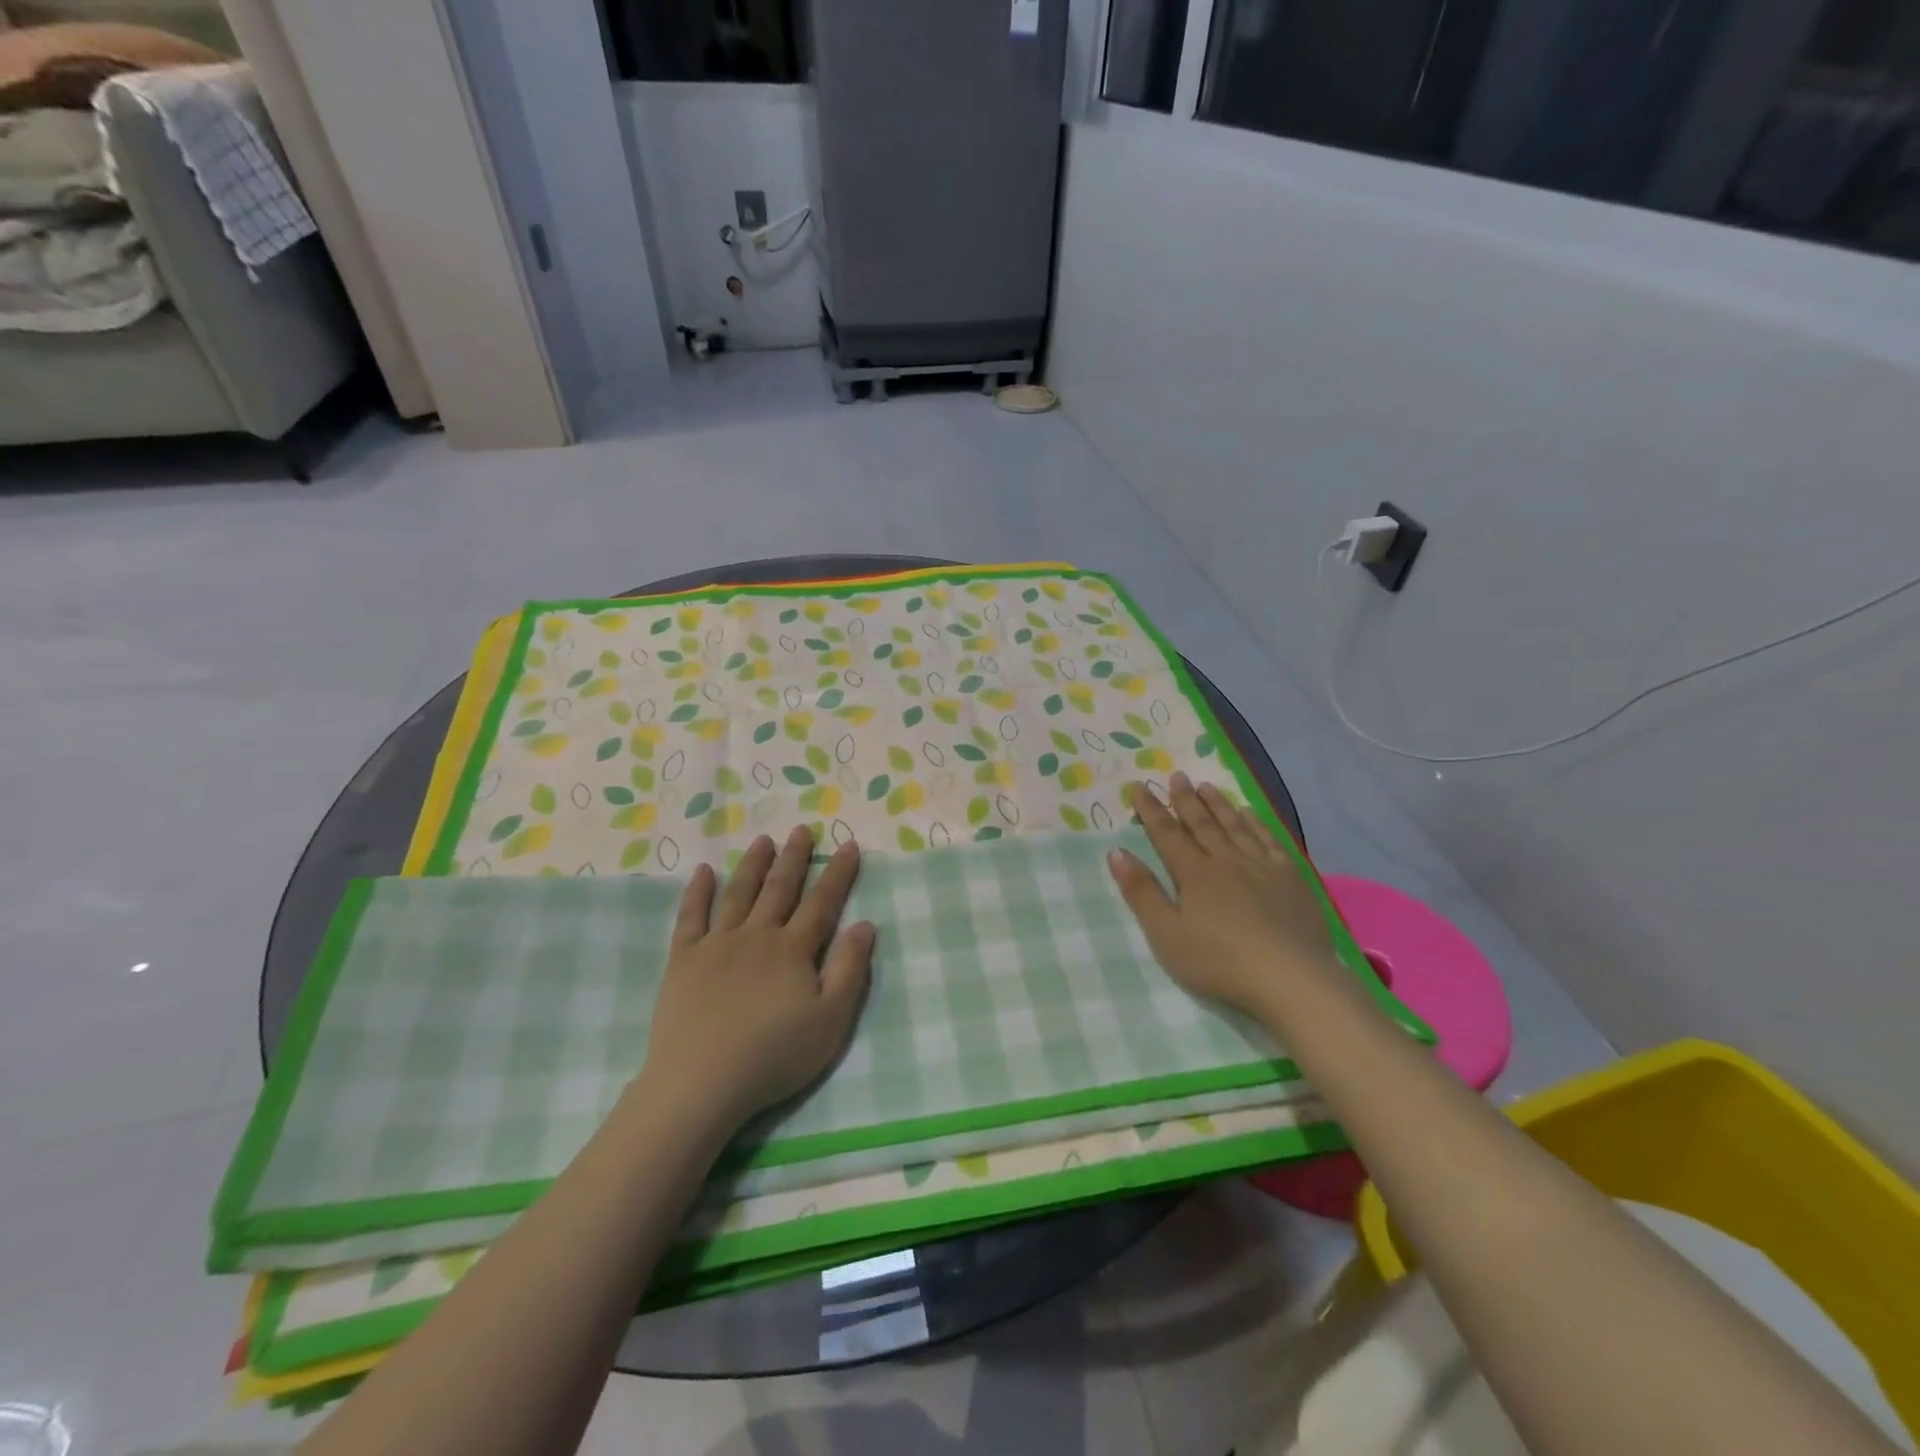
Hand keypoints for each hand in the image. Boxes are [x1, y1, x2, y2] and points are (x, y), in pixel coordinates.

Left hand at [639, 826, 874, 1132]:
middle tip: (801, 829)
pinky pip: (691, 917)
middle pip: (779, 889)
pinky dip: (697, 893)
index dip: (838, 873)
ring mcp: (717, 945)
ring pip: (739, 894)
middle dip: (794, 858)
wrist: (701, 1082)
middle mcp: (757, 936)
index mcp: (793, 950)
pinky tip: (702, 872)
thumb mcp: (830, 1020)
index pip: (822, 903)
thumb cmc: (774, 1056)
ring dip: (752, 865)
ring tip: (763, 840)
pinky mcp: (683, 960)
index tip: (848, 845)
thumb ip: (850, 970)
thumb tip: (864, 924)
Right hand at [1107, 772, 1336, 1019]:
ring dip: (1219, 805)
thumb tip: (1117, 852)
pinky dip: (1257, 824)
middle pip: (1202, 823)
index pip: (1166, 834)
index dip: (1151, 809)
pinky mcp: (1291, 879)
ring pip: (1235, 826)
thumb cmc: (1219, 961)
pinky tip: (1250, 814)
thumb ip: (1142, 892)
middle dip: (1185, 799)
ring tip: (1207, 786)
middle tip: (1176, 776)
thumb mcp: (1166, 934)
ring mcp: (1262, 867)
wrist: (1291, 978)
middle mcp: (1226, 860)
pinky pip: (1270, 840)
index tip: (1139, 786)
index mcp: (1194, 873)